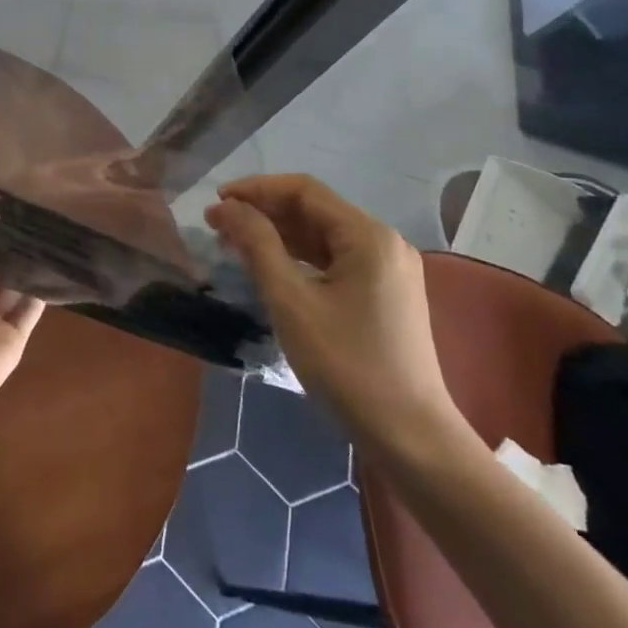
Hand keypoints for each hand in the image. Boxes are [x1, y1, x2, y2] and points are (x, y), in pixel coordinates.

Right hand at [207, 175, 458, 450]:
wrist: (410, 438)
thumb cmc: (347, 366)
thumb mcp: (292, 302)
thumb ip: (258, 246)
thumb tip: (227, 207)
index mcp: (368, 236)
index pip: (305, 191)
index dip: (257, 189)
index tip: (217, 201)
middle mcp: (384, 242)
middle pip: (315, 210)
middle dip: (264, 211)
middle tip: (218, 224)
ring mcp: (388, 269)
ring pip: (324, 236)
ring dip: (279, 235)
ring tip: (234, 242)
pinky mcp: (385, 293)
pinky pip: (336, 260)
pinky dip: (300, 258)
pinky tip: (270, 267)